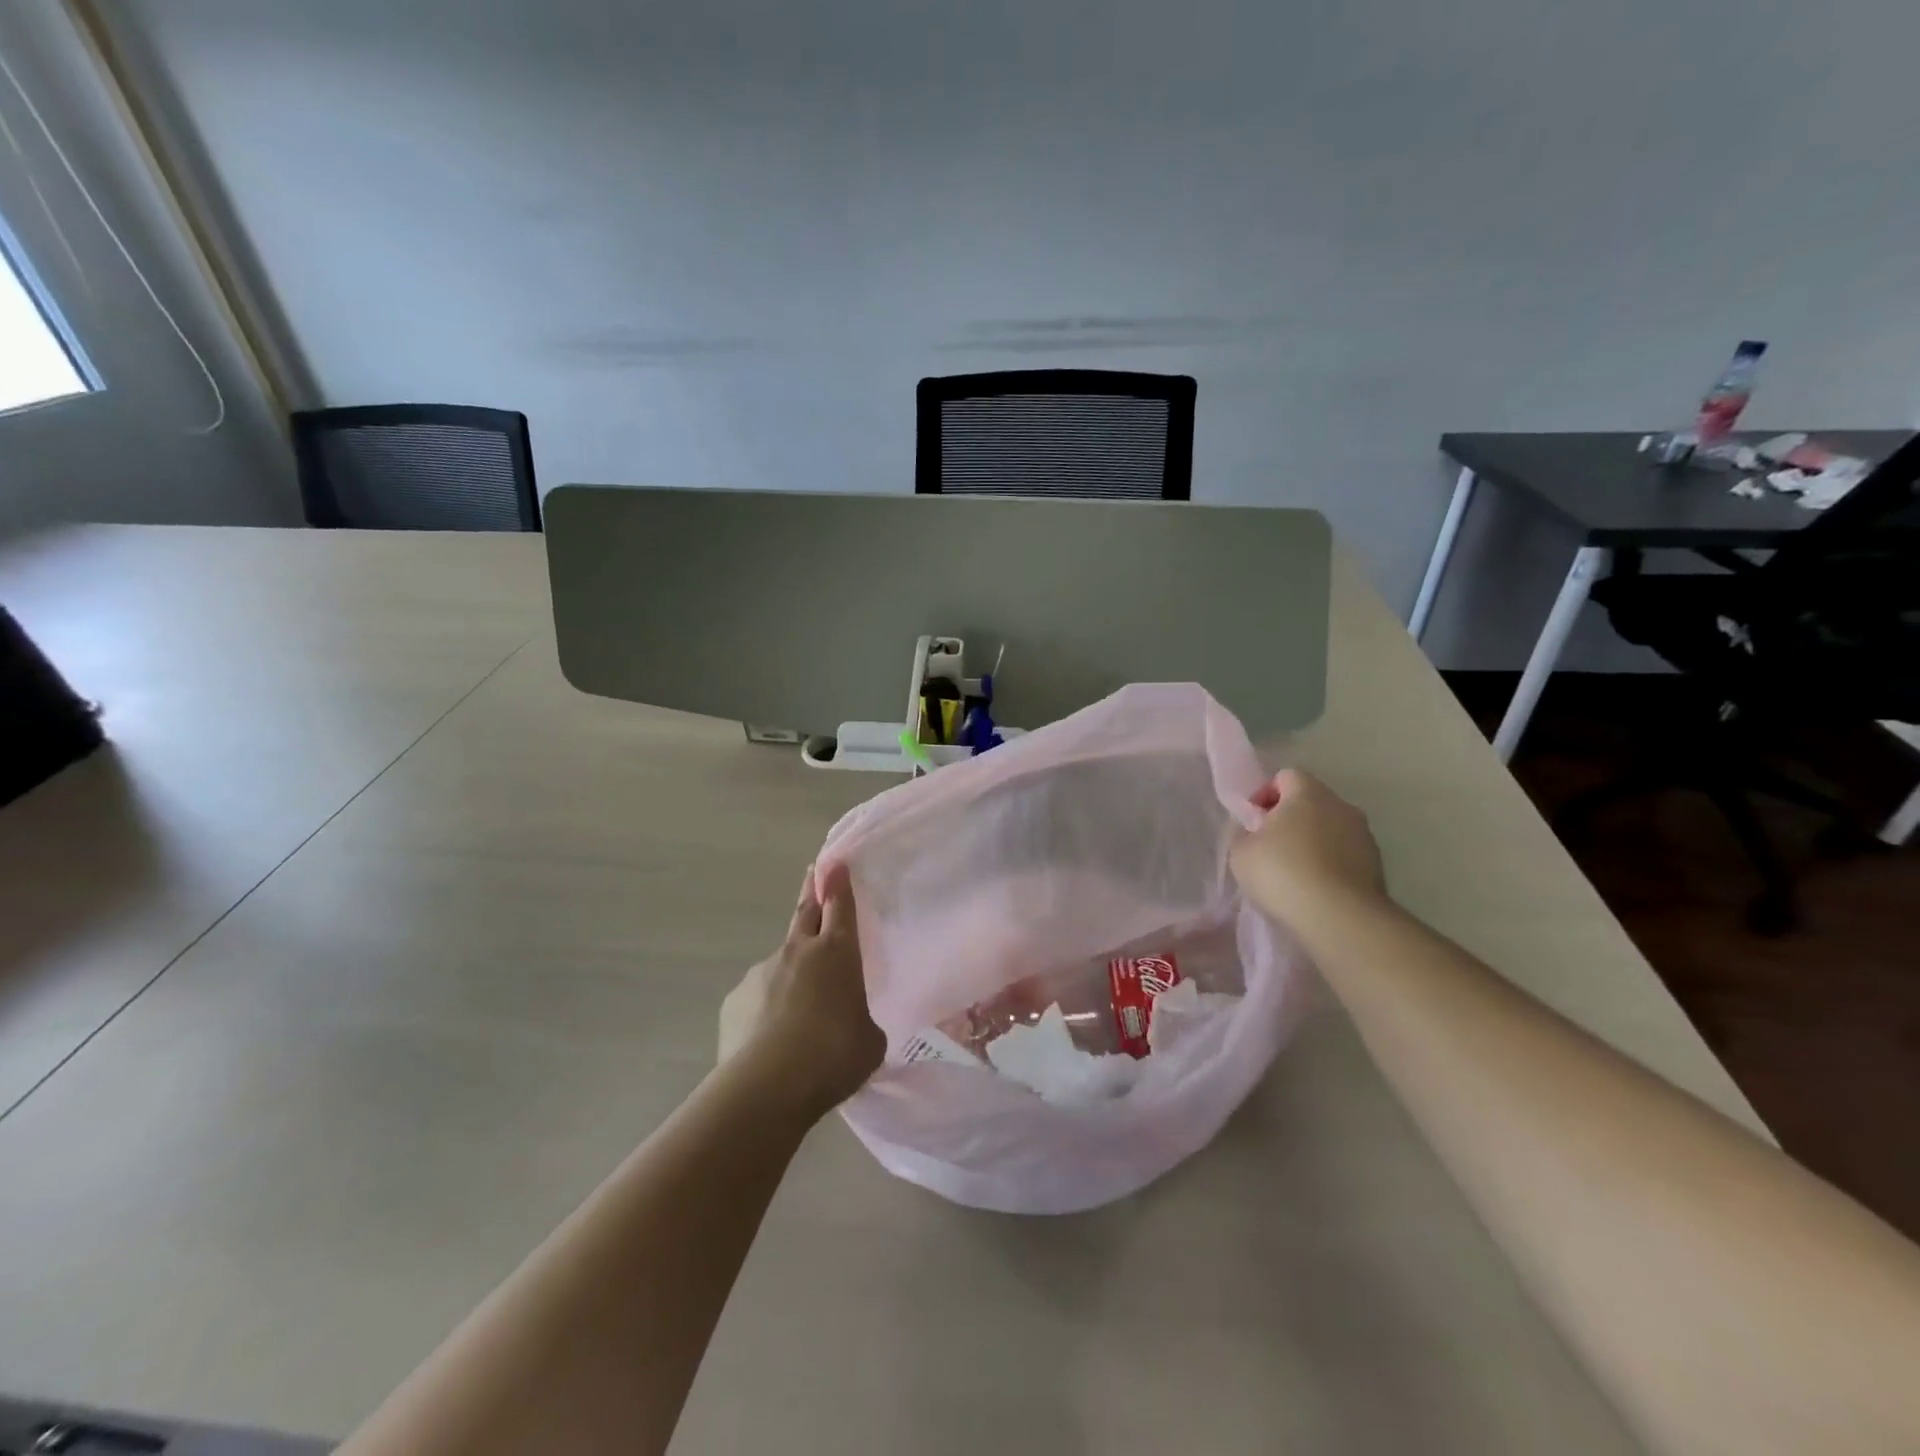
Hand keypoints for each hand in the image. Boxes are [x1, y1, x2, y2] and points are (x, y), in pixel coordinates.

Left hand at [718, 864, 884, 1116]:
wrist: (766, 1087)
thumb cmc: (832, 1056)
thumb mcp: (868, 1041)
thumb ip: (860, 1021)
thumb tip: (847, 1023)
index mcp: (837, 952)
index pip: (840, 904)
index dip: (839, 882)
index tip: (836, 862)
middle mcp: (798, 951)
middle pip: (805, 911)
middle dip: (812, 891)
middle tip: (813, 874)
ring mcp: (761, 972)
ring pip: (782, 963)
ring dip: (792, 974)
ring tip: (799, 1016)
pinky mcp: (735, 1000)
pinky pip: (758, 998)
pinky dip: (767, 1010)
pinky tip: (771, 1042)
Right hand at [1230, 769, 1387, 928]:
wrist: (1339, 917)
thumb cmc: (1282, 873)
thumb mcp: (1241, 852)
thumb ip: (1243, 833)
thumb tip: (1253, 830)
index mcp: (1308, 793)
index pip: (1286, 776)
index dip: (1266, 794)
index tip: (1254, 821)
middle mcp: (1342, 806)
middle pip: (1311, 801)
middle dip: (1290, 818)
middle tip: (1269, 846)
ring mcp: (1364, 836)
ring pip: (1331, 829)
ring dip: (1313, 841)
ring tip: (1293, 872)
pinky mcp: (1377, 866)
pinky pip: (1345, 855)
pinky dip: (1330, 864)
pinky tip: (1314, 888)